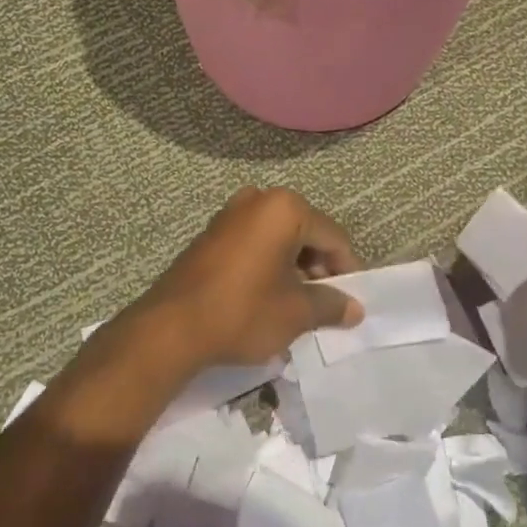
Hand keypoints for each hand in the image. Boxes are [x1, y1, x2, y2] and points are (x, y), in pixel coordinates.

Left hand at [120, 187, 363, 375]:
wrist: (171, 327)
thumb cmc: (243, 311)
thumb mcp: (295, 312)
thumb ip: (330, 304)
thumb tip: (355, 308)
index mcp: (284, 208)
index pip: (332, 236)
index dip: (346, 269)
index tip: (349, 300)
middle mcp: (258, 199)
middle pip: (305, 231)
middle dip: (318, 266)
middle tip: (322, 303)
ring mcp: (230, 213)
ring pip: (278, 237)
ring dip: (293, 266)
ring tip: (295, 304)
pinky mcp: (211, 233)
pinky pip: (253, 242)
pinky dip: (268, 263)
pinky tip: (266, 295)